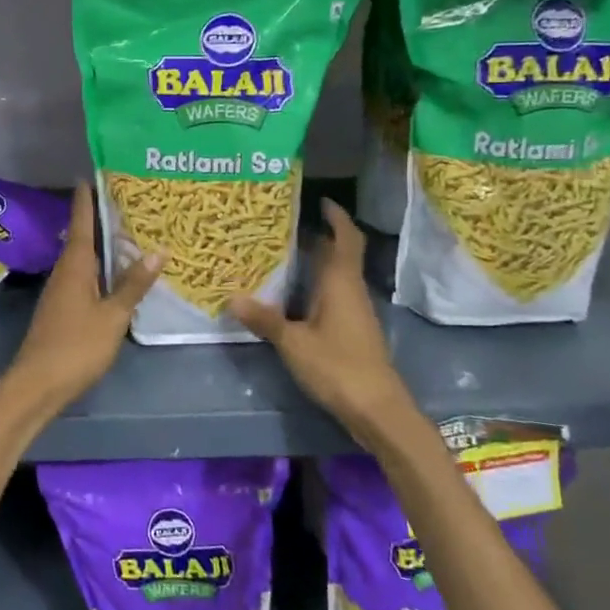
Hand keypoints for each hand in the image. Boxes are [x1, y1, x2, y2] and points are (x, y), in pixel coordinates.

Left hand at [0, 182, 160, 427]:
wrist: (36, 384)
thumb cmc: (76, 345)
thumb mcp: (112, 316)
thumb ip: (133, 285)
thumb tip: (157, 250)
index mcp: (75, 265)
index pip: (82, 222)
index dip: (86, 199)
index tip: (90, 174)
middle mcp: (65, 271)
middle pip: (83, 237)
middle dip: (100, 218)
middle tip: (125, 198)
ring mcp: (61, 291)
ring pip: (83, 259)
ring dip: (101, 245)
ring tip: (128, 231)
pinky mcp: (62, 309)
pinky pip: (84, 277)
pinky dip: (100, 268)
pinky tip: (115, 274)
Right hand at [229, 199, 417, 444]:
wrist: (377, 409)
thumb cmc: (338, 367)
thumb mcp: (293, 343)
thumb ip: (265, 319)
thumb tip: (232, 297)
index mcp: (340, 283)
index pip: (344, 238)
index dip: (336, 217)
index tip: (320, 200)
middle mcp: (350, 290)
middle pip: (339, 254)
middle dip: (317, 236)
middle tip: (282, 225)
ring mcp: (354, 311)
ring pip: (335, 275)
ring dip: (314, 261)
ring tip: (279, 254)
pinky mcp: (352, 330)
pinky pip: (332, 294)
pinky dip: (314, 285)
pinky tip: (290, 294)